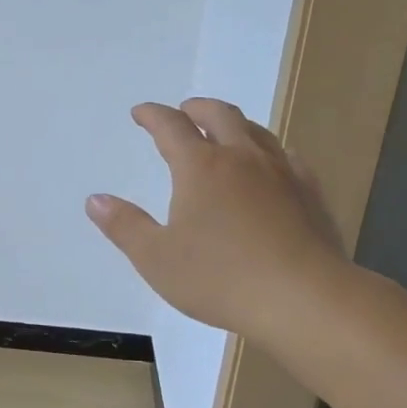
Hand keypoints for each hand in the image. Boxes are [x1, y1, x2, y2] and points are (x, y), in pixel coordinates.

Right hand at [85, 98, 355, 348]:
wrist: (305, 299)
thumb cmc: (220, 279)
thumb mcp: (156, 258)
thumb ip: (124, 226)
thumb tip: (95, 200)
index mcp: (200, 167)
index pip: (170, 126)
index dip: (152, 115)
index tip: (141, 113)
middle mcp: (241, 158)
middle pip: (219, 114)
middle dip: (196, 108)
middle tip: (183, 111)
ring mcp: (282, 172)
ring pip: (256, 131)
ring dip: (233, 123)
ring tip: (224, 132)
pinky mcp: (311, 193)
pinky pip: (287, 157)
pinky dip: (268, 151)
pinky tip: (271, 167)